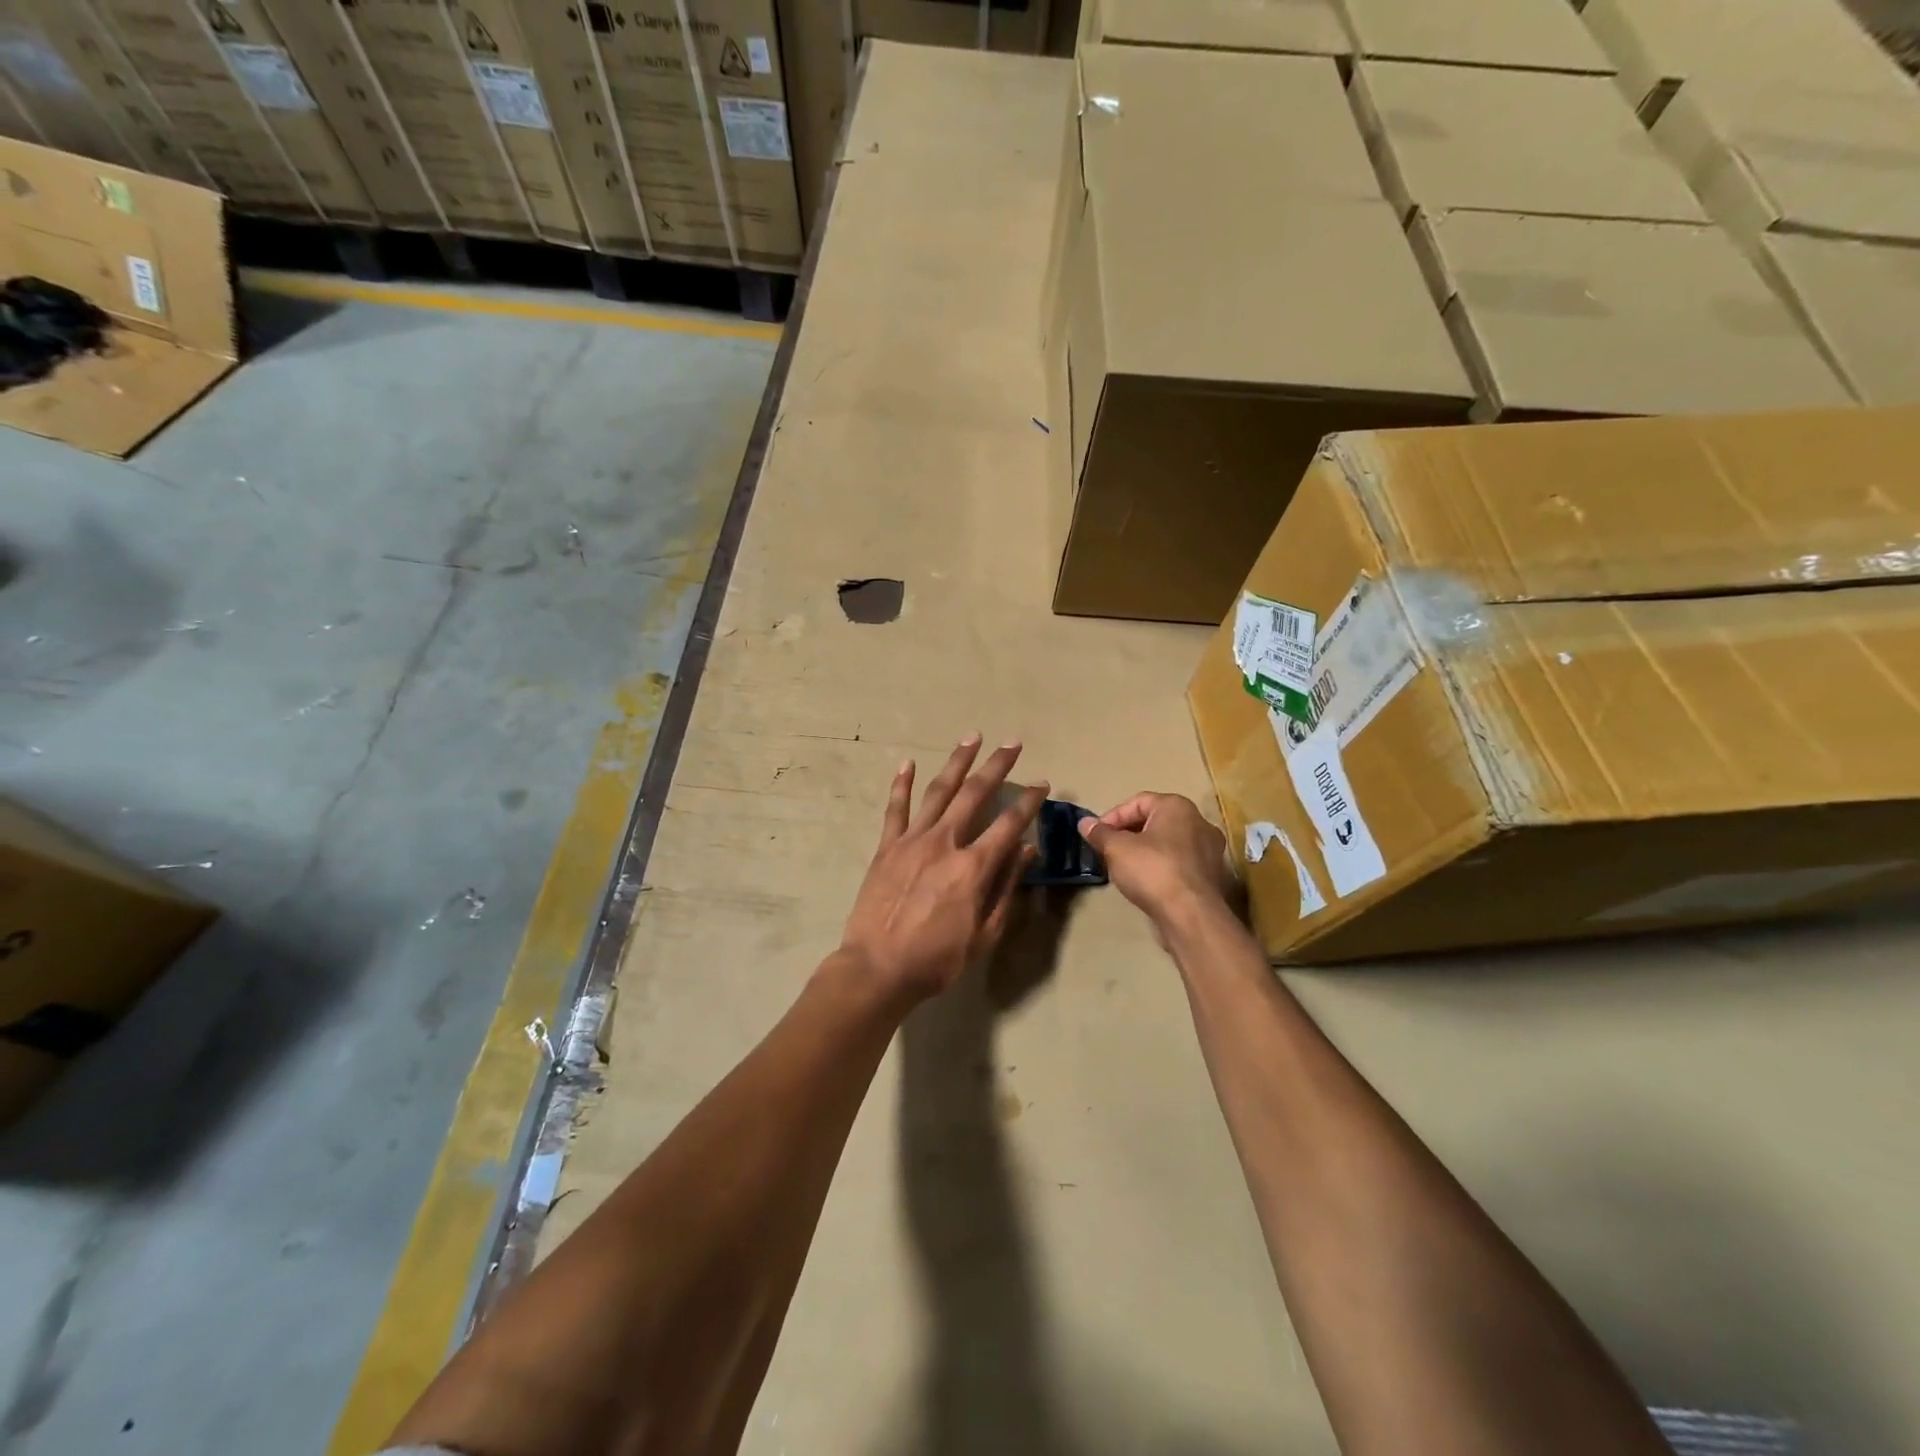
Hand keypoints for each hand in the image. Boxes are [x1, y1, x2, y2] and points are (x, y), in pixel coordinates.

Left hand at [838, 735, 1044, 1006]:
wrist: (877, 968)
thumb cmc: (937, 959)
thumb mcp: (984, 933)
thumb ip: (1006, 887)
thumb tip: (1028, 850)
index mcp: (973, 867)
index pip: (1009, 825)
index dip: (1029, 802)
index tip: (1042, 783)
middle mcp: (945, 843)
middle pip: (975, 794)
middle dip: (996, 766)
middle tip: (1012, 743)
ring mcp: (912, 841)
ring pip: (938, 791)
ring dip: (957, 762)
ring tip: (971, 737)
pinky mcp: (887, 847)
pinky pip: (895, 809)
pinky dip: (900, 784)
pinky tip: (906, 763)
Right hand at [1079, 793, 1233, 931]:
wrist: (1190, 914)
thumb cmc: (1152, 870)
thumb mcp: (1116, 849)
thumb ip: (1100, 833)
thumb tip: (1084, 822)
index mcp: (1177, 806)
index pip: (1138, 802)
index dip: (1113, 817)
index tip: (1097, 835)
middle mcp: (1199, 821)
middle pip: (1155, 820)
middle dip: (1129, 833)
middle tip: (1109, 849)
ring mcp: (1211, 849)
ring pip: (1169, 842)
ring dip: (1146, 850)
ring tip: (1126, 866)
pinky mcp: (1213, 874)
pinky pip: (1181, 861)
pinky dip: (1163, 865)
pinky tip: (1148, 881)